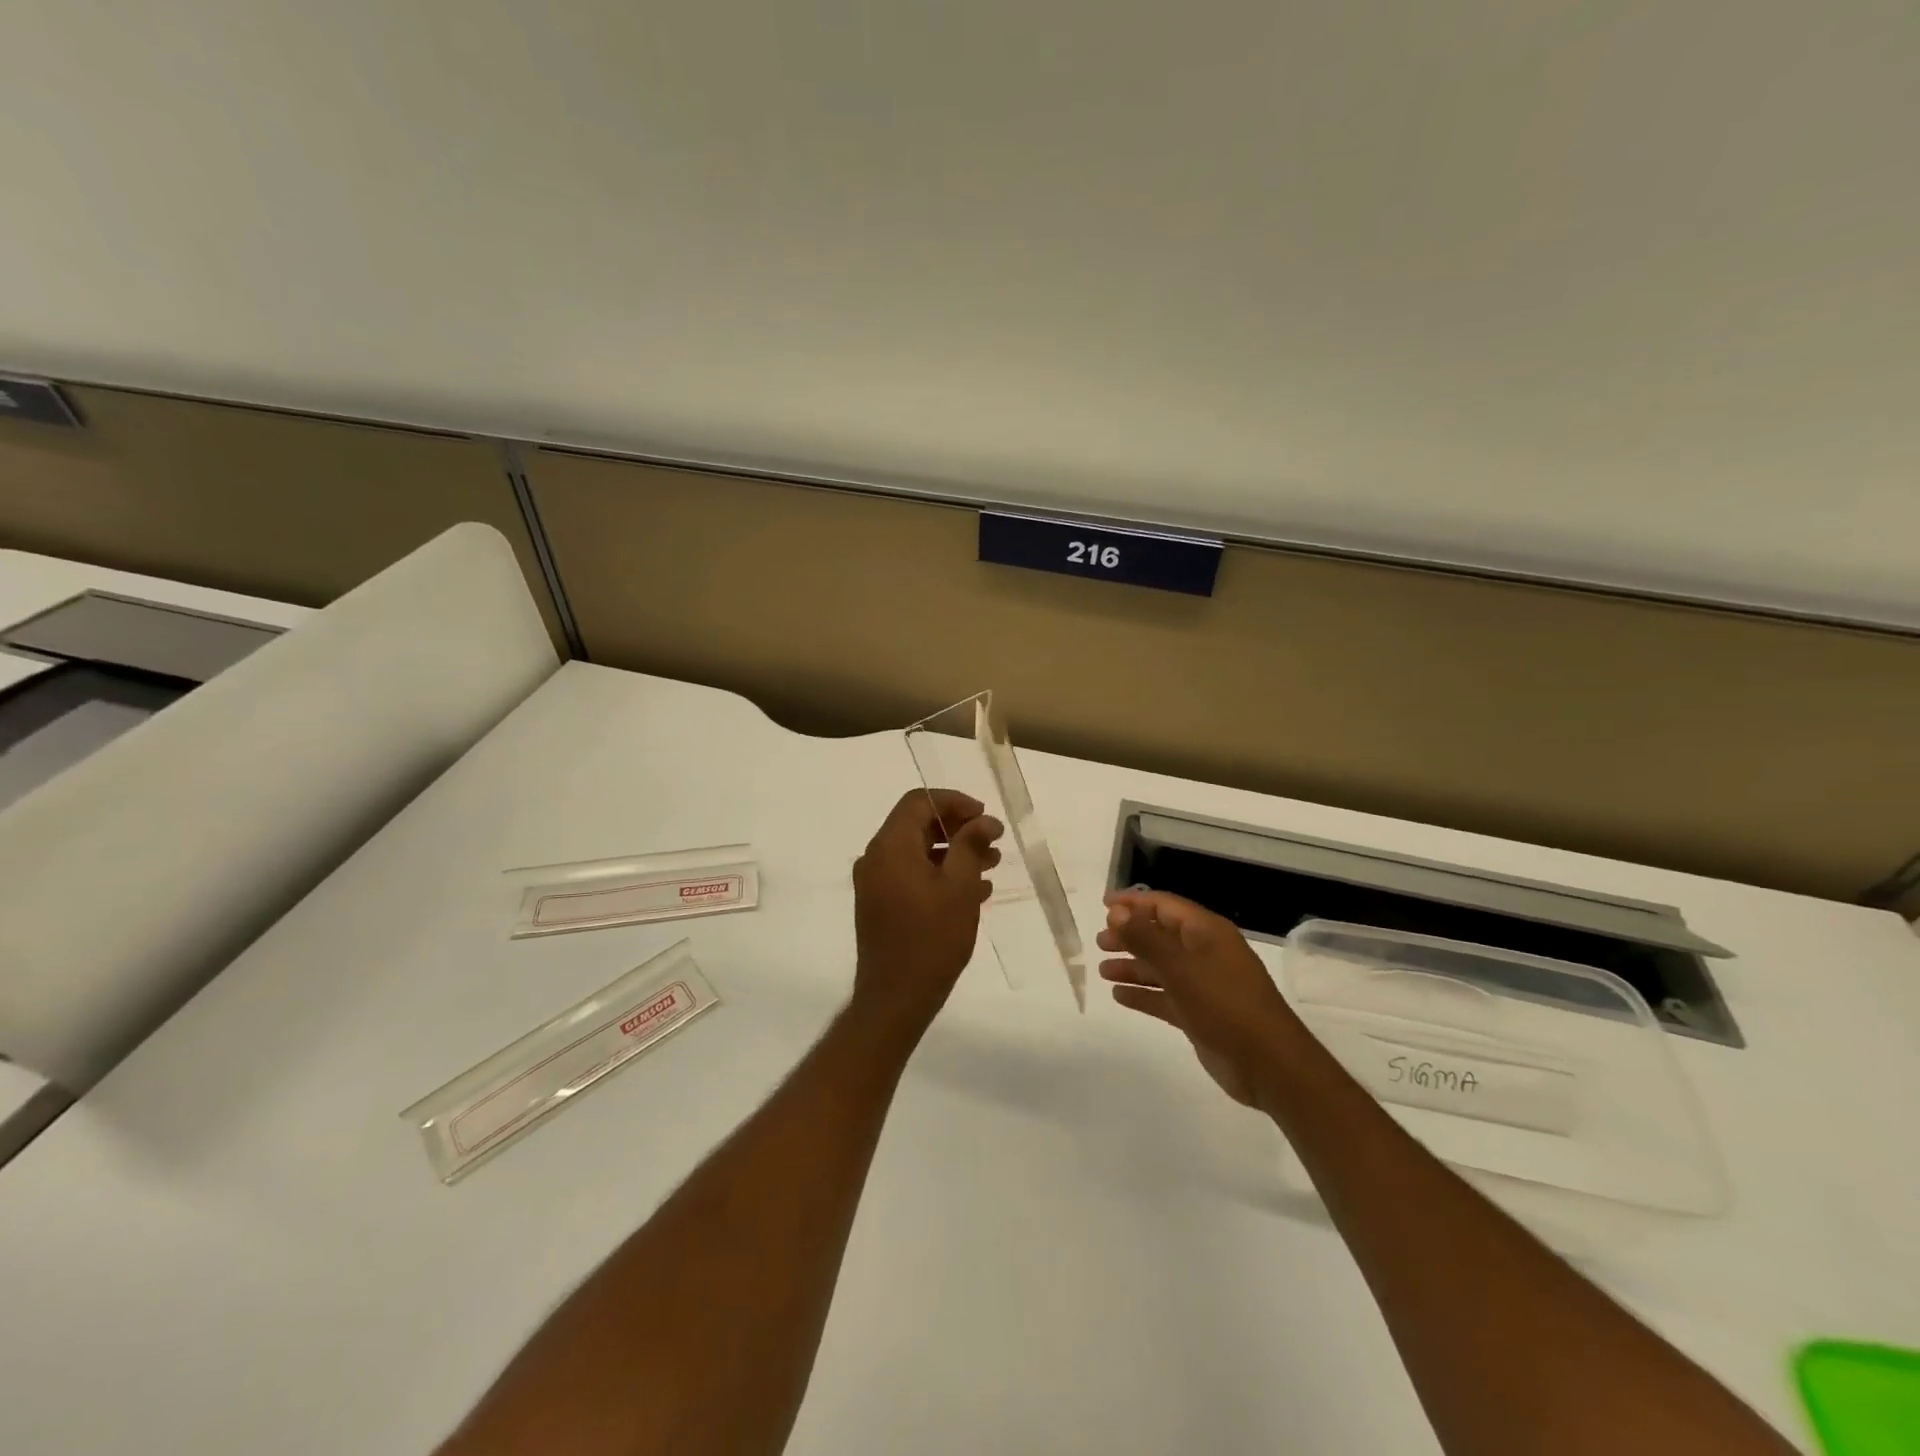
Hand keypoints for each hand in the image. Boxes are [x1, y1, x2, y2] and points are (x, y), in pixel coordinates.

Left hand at [851, 789, 1002, 1035]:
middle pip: (917, 825)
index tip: (984, 816)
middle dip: (958, 828)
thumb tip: (985, 820)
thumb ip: (971, 845)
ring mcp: (874, 883)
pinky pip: (911, 875)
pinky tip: (973, 891)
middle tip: (992, 841)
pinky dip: (939, 874)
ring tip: (991, 864)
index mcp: (890, 846)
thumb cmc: (931, 939)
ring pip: (917, 851)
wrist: (895, 999)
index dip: (954, 801)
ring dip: (953, 852)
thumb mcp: (959, 887)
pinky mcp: (879, 904)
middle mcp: (876, 858)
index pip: (919, 801)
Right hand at [1099, 890, 1305, 1106]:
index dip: (1134, 903)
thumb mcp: (1181, 967)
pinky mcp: (1200, 1013)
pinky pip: (1165, 996)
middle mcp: (1205, 953)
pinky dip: (1143, 994)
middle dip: (1130, 935)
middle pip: (1161, 935)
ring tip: (1102, 970)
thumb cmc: (1225, 1004)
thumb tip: (1116, 912)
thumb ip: (1146, 938)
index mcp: (1207, 932)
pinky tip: (1119, 996)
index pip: (1165, 905)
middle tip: (1099, 941)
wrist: (1269, 1065)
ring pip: (1161, 967)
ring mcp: (1203, 984)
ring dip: (1133, 966)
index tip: (1103, 905)